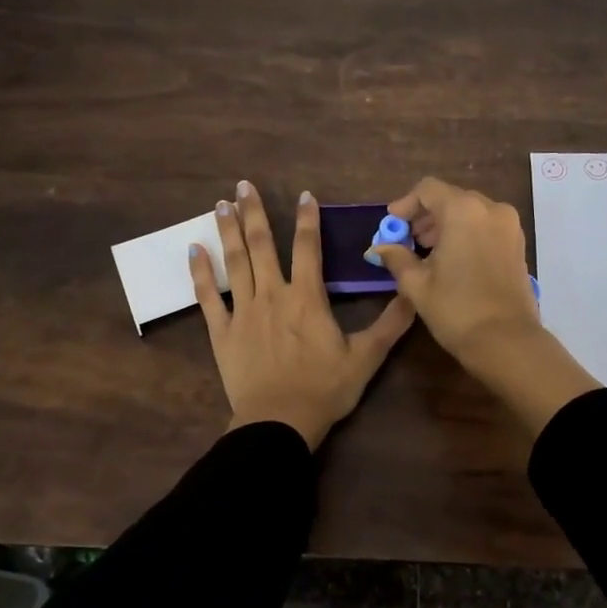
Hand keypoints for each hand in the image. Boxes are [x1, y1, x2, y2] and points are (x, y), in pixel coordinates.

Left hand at [190, 181, 414, 449]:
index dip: (307, 219)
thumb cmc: (324, 389)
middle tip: (242, 185)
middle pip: (262, 245)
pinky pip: (207, 297)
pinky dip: (200, 273)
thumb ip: (390, 324)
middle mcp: (272, 295)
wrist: (279, 422)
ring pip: (235, 263)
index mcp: (307, 298)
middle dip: (253, 213)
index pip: (308, 248)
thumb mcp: (366, 358)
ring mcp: (243, 311)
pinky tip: (193, 250)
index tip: (303, 194)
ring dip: (227, 231)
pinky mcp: (222, 332)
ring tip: (219, 205)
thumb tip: (414, 293)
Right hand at [364, 177, 541, 365]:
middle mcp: (490, 208)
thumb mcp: (417, 283)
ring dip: (446, 224)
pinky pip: (486, 226)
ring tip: (427, 252)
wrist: (506, 341)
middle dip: (426, 216)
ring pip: (470, 211)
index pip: (428, 189)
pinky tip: (452, 259)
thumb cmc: (456, 308)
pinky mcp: (518, 244)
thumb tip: (380, 247)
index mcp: (463, 210)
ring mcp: (509, 225)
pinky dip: (467, 233)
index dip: (406, 204)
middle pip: (451, 198)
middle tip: (407, 240)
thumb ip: (396, 257)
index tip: (392, 224)